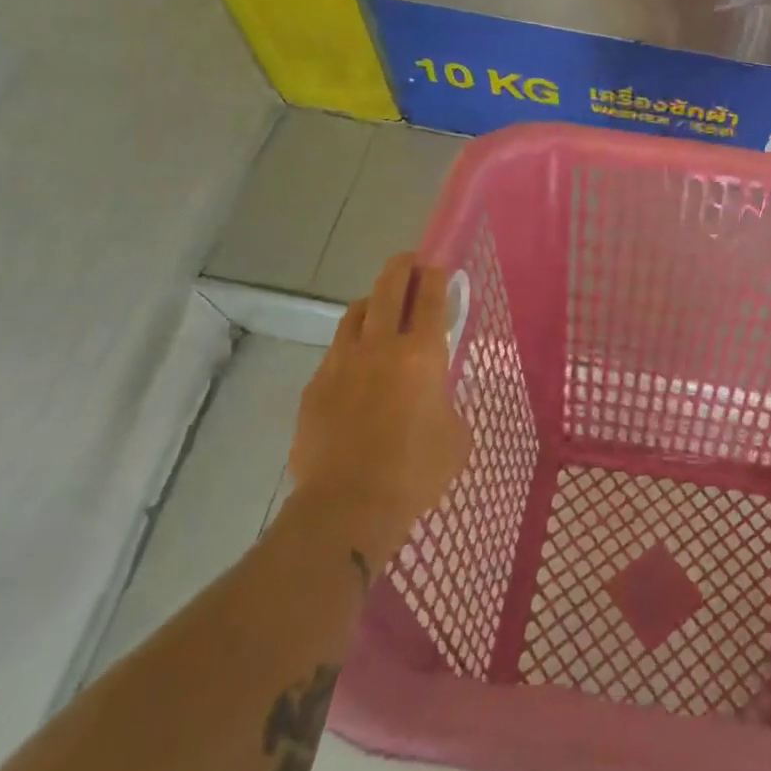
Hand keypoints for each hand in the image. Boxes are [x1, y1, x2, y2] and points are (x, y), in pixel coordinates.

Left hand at [285, 253, 471, 552]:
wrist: (347, 506)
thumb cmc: (415, 472)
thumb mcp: (455, 436)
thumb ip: (446, 402)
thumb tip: (432, 397)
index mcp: (421, 355)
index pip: (429, 298)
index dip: (435, 275)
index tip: (437, 263)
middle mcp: (379, 347)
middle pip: (387, 289)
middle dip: (401, 268)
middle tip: (409, 263)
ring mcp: (341, 364)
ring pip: (354, 314)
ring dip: (371, 303)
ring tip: (380, 309)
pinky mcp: (315, 387)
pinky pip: (335, 352)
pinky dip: (350, 347)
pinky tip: (356, 366)